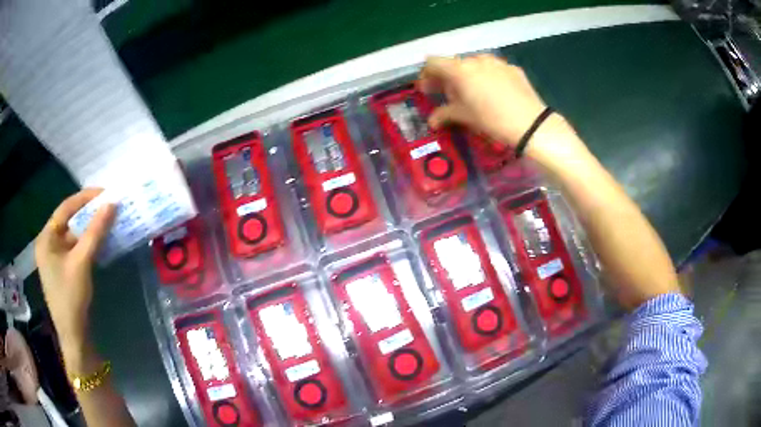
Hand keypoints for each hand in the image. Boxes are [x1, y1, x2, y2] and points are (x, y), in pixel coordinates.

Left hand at [35, 189, 114, 353]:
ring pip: (73, 235)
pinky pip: (74, 248)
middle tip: (107, 207)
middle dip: (88, 214)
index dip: (84, 198)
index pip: (65, 208)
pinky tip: (98, 243)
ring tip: (106, 222)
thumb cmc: (71, 297)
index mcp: (46, 238)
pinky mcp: (62, 269)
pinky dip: (86, 244)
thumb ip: (95, 232)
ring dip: (89, 230)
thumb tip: (112, 203)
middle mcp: (47, 243)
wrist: (73, 336)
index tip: (105, 193)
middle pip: (68, 221)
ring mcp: (54, 257)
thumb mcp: (82, 262)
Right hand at [418, 54, 588, 168]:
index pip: (433, 62)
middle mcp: (476, 59)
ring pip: (474, 65)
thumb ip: (444, 114)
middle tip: (449, 95)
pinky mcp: (512, 68)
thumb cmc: (491, 120)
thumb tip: (432, 121)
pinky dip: (487, 78)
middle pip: (454, 64)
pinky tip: (494, 94)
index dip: (426, 74)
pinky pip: (492, 69)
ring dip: (468, 77)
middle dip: (448, 78)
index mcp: (460, 69)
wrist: (530, 124)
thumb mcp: (465, 117)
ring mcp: (496, 62)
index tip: (428, 89)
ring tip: (474, 95)